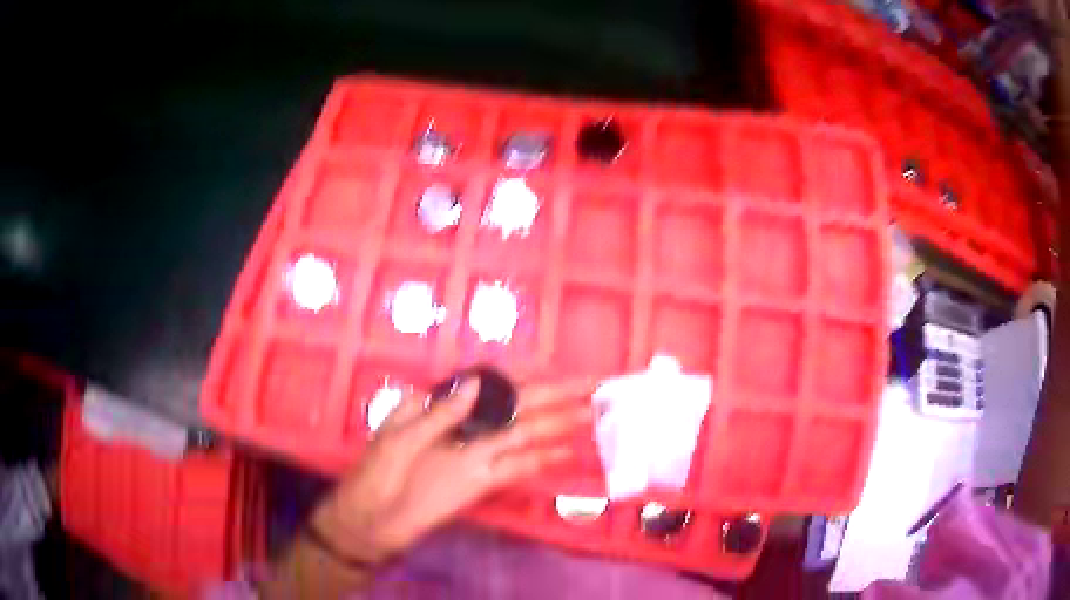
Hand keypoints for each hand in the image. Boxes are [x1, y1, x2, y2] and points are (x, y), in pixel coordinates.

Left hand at [310, 378, 593, 565]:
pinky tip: (566, 453)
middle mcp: (466, 427)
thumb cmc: (376, 475)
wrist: (371, 522)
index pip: (491, 385)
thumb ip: (439, 416)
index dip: (525, 376)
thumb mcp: (399, 440)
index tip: (556, 368)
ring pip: (524, 433)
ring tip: (591, 413)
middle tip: (592, 385)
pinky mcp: (481, 482)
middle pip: (517, 406)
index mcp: (440, 408)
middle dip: (554, 395)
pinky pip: (516, 467)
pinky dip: (541, 460)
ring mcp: (476, 455)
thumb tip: (475, 386)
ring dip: (557, 423)